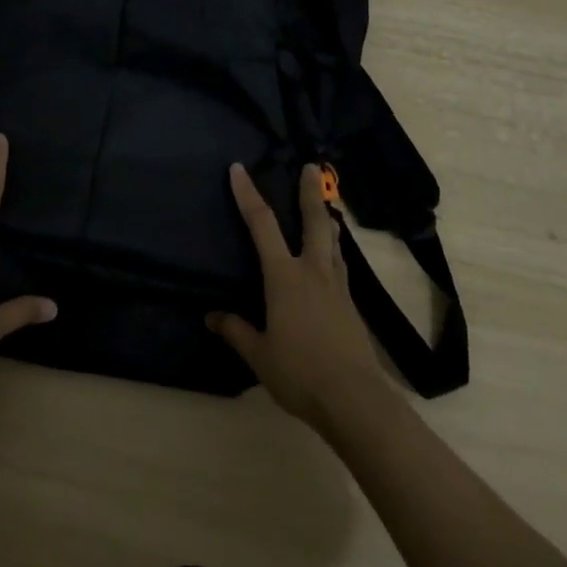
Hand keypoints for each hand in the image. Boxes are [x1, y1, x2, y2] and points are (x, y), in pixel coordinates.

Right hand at [208, 162, 390, 430]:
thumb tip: (211, 316)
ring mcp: (337, 287)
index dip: (248, 194)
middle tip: (311, 167)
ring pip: (333, 241)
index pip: (262, 225)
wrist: (355, 399)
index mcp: (285, 277)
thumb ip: (236, 330)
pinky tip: (333, 259)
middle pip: (314, 221)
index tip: (239, 169)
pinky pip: (340, 265)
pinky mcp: (351, 305)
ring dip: (327, 219)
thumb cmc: (300, 372)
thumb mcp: (259, 354)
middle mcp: (313, 271)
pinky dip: (334, 250)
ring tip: (325, 207)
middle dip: (310, 192)